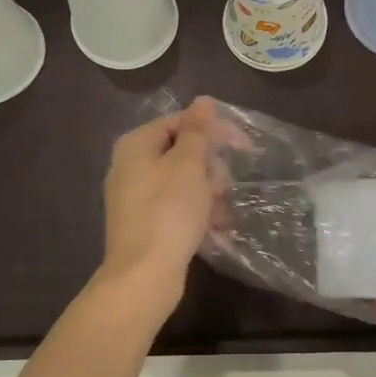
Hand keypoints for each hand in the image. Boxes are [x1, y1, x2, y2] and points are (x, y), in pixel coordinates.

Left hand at [93, 97, 218, 324]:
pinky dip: (196, 213)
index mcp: (136, 145)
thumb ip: (198, 131)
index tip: (245, 147)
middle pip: (182, 152)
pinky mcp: (144, 223)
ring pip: (183, 181)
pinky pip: (176, 206)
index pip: (180, 122)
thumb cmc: (169, 213)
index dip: (214, 131)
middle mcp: (130, 166)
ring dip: (208, 193)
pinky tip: (214, 229)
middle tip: (222, 188)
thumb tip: (203, 100)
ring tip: (219, 214)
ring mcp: (135, 197)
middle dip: (210, 168)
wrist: (143, 276)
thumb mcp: (189, 165)